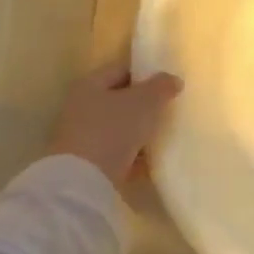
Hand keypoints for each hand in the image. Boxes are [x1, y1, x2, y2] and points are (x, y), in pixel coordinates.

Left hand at [46, 63, 182, 189]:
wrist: (82, 183)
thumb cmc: (113, 130)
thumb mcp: (145, 102)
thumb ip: (161, 87)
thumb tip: (173, 79)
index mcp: (89, 84)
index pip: (122, 70)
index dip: (146, 74)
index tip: (168, 84)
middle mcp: (80, 107)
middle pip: (118, 100)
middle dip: (143, 105)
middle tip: (167, 110)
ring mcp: (80, 137)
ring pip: (117, 128)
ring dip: (137, 132)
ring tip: (161, 137)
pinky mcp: (84, 164)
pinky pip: (114, 153)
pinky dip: (131, 156)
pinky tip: (148, 161)